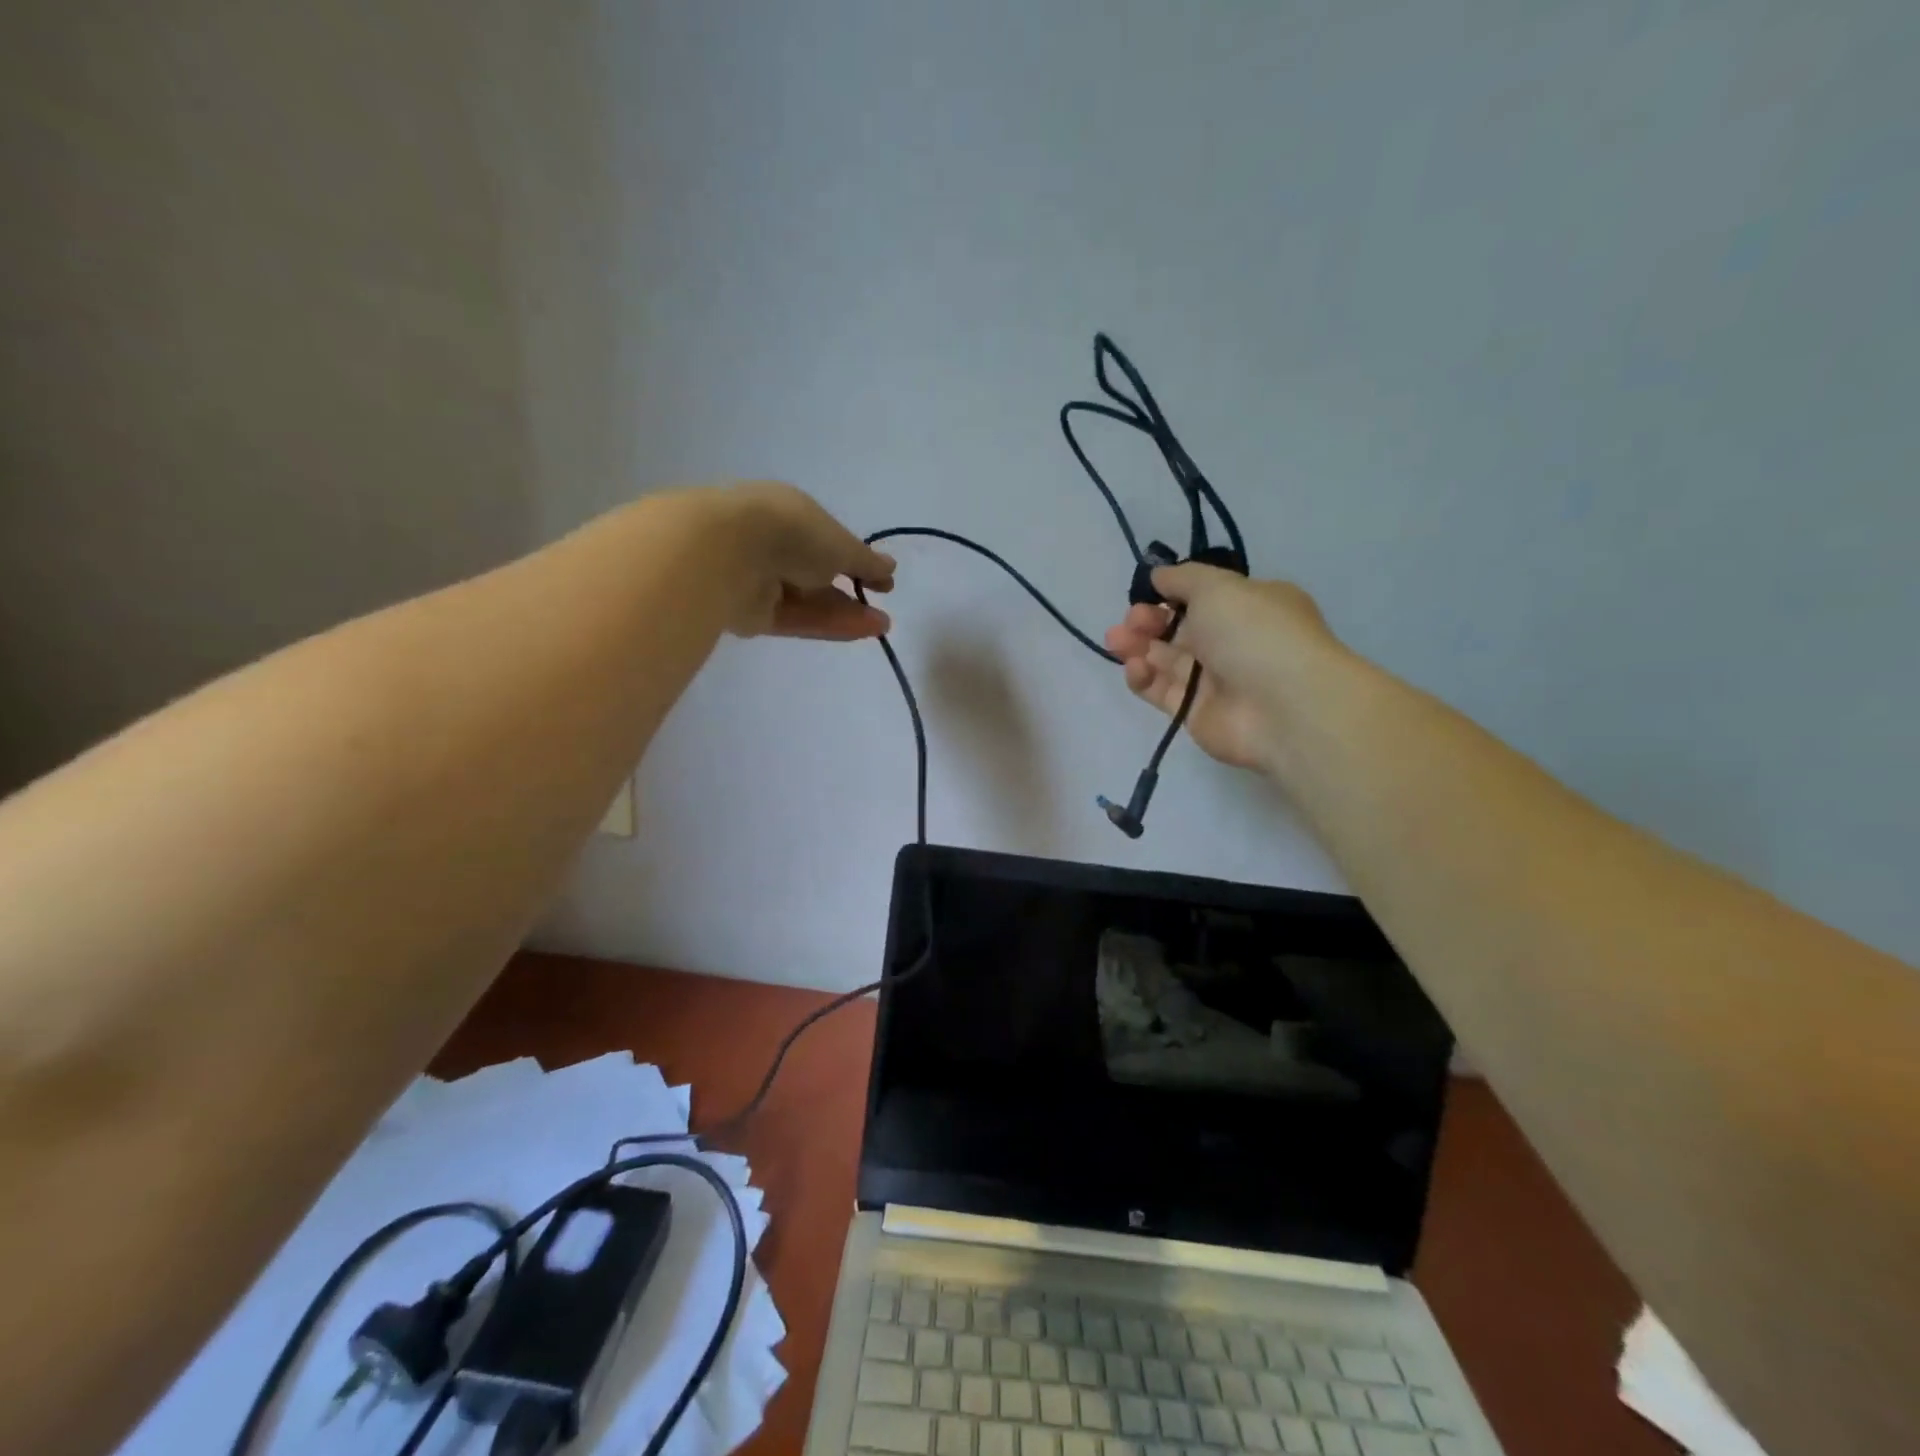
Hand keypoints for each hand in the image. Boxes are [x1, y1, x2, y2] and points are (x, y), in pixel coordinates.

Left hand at [715, 481, 896, 639]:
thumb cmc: (790, 532)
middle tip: (882, 610)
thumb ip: (865, 561)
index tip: (881, 580)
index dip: (855, 560)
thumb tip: (890, 568)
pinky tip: (860, 631)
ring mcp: (759, 580)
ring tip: (881, 626)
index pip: (826, 539)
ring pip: (809, 601)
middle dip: (851, 592)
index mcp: (788, 512)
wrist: (726, 553)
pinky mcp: (751, 613)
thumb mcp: (839, 543)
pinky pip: (796, 620)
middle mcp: (772, 544)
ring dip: (846, 612)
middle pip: (817, 574)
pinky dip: (827, 625)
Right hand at [1104, 564, 1341, 772]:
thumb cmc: (1253, 633)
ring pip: (1164, 659)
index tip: (1146, 592)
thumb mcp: (1218, 586)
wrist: (1282, 706)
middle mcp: (1231, 641)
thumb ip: (1182, 578)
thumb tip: (1159, 576)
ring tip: (1116, 640)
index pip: (1202, 597)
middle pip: (1178, 628)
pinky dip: (1143, 678)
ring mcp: (1213, 680)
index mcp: (1248, 606)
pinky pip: (1160, 691)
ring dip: (1137, 646)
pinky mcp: (1193, 712)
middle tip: (1131, 620)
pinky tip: (1135, 667)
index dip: (1170, 594)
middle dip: (1148, 620)